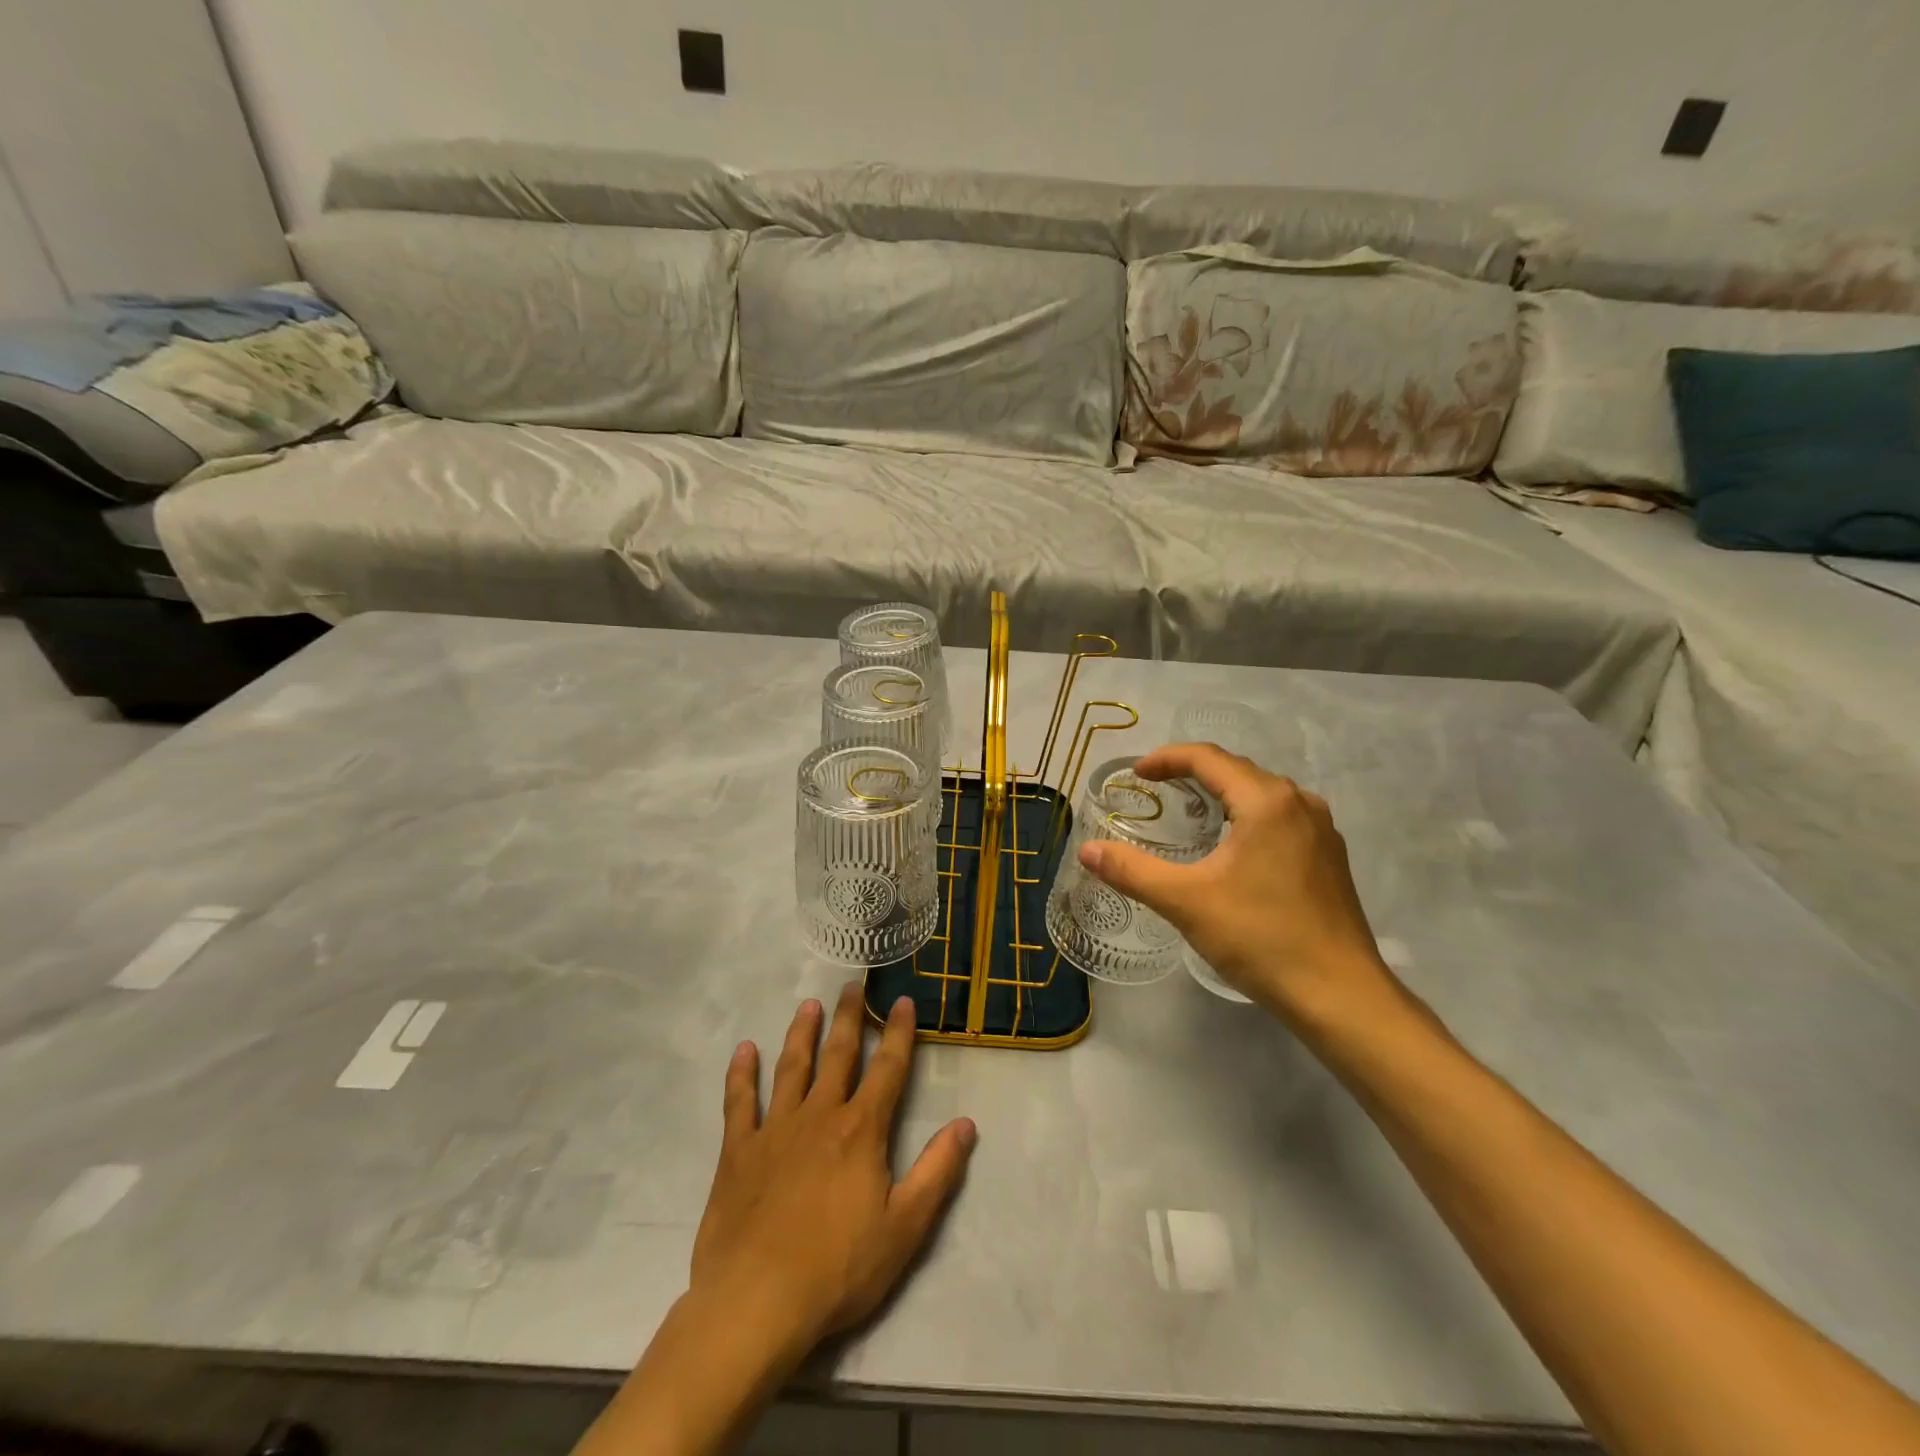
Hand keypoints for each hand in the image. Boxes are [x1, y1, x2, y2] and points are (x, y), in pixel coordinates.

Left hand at [689, 983, 977, 1364]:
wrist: (756, 1303)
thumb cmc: (838, 1269)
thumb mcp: (905, 1227)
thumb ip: (938, 1172)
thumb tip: (966, 1124)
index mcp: (861, 1130)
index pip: (887, 1069)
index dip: (898, 1033)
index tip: (903, 1001)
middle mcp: (820, 1115)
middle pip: (838, 1055)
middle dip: (849, 1018)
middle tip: (852, 985)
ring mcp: (775, 1130)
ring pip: (791, 1068)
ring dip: (801, 1034)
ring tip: (808, 1005)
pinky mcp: (739, 1151)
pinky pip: (739, 1102)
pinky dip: (741, 1074)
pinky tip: (744, 1050)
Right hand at [1078, 742, 1399, 1023]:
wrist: (1340, 996)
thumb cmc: (1261, 938)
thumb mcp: (1186, 902)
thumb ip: (1132, 871)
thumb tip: (1087, 850)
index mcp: (1267, 801)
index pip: (1208, 759)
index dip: (1167, 759)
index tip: (1136, 775)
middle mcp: (1299, 803)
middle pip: (1237, 770)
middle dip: (1193, 773)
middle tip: (1156, 790)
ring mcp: (1321, 830)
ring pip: (1262, 794)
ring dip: (1223, 794)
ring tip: (1189, 813)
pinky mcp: (1330, 857)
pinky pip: (1281, 817)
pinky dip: (1247, 816)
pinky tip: (1233, 847)